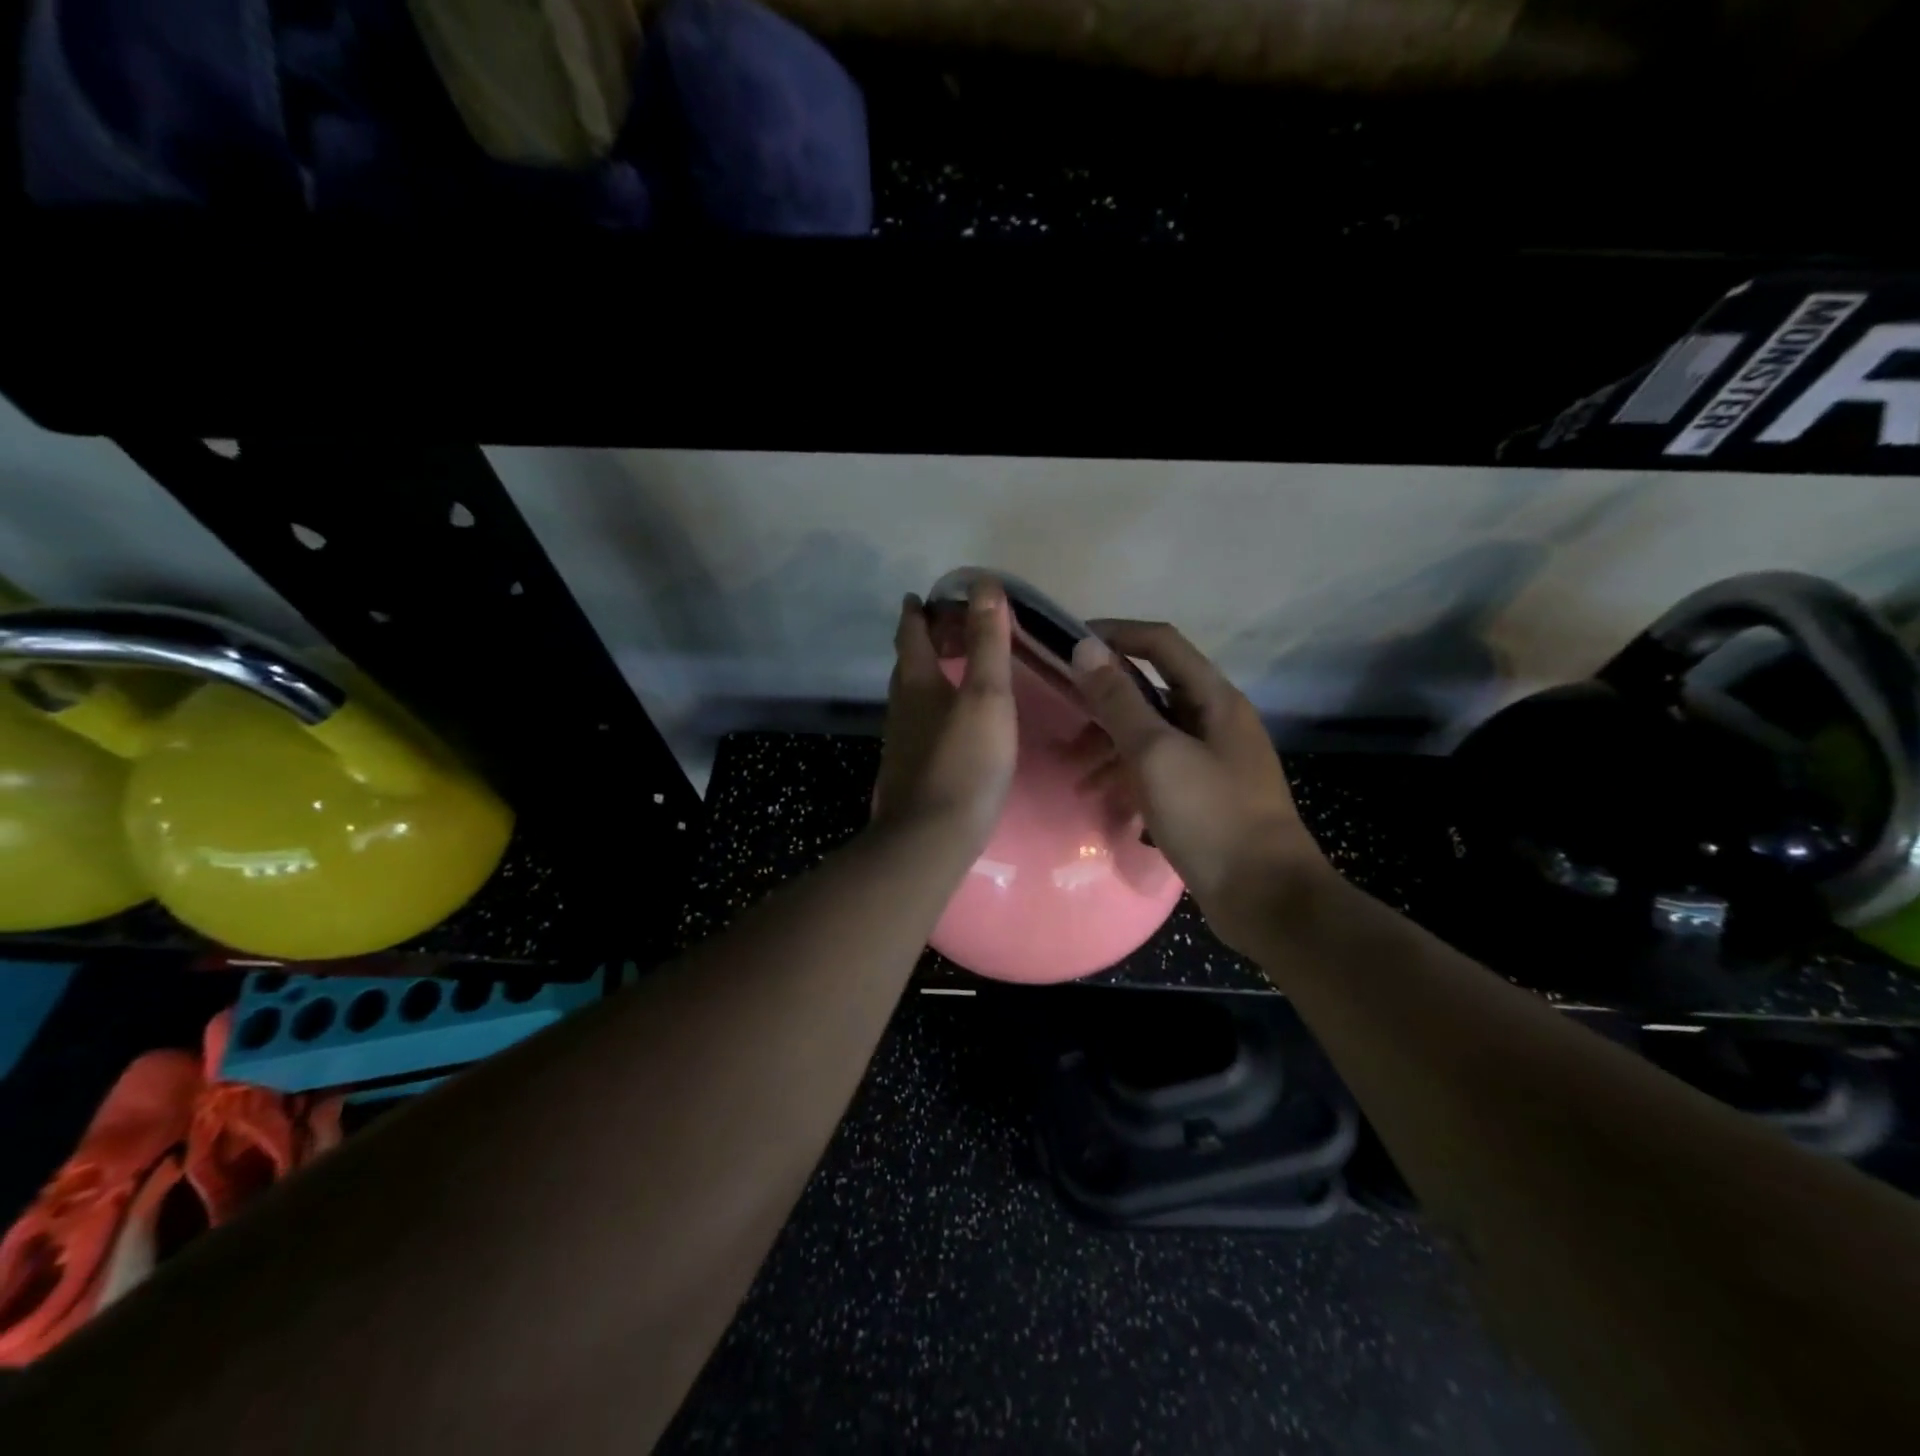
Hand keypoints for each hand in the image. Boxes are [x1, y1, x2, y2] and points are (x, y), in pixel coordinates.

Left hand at [872, 578, 1016, 851]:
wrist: (931, 837)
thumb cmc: (965, 761)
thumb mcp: (986, 696)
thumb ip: (987, 642)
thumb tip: (984, 584)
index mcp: (917, 682)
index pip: (910, 634)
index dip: (916, 612)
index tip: (920, 597)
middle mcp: (902, 707)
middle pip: (907, 663)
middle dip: (922, 641)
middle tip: (946, 629)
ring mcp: (902, 742)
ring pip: (911, 696)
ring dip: (927, 676)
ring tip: (952, 670)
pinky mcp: (910, 770)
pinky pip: (919, 724)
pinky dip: (933, 709)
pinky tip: (951, 724)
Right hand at [1070, 621, 1322, 952]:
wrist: (1265, 897)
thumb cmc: (1211, 817)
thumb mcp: (1156, 754)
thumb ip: (1119, 701)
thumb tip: (1086, 648)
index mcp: (1214, 699)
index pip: (1161, 643)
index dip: (1115, 634)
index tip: (1069, 644)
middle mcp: (1215, 720)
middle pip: (1152, 689)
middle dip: (1105, 700)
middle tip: (1064, 716)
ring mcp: (1212, 759)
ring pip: (1151, 733)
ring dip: (1111, 743)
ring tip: (1075, 772)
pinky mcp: (1205, 794)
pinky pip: (1158, 768)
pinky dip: (1127, 774)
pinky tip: (1101, 796)